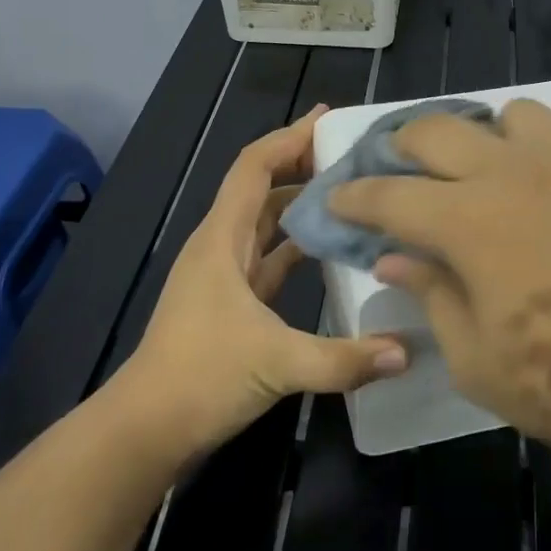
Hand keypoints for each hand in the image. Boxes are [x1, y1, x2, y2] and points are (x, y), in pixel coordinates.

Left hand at [127, 109, 408, 451]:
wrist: (145, 431)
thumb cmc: (200, 378)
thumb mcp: (277, 364)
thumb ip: (344, 359)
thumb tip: (406, 351)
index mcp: (221, 239)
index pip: (254, 167)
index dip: (288, 138)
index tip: (328, 120)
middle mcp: (220, 245)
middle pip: (262, 187)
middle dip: (301, 163)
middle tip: (352, 154)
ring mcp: (224, 275)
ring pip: (265, 222)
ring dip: (300, 204)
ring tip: (349, 194)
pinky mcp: (232, 303)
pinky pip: (269, 258)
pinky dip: (296, 246)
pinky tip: (329, 250)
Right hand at [328, 100, 550, 490]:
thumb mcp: (474, 357)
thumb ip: (429, 293)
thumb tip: (394, 256)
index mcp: (466, 221)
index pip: (388, 195)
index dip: (354, 197)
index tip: (337, 199)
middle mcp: (510, 171)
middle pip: (436, 130)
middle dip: (404, 147)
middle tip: (401, 173)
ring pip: (507, 115)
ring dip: (485, 138)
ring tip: (488, 173)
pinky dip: (542, 152)